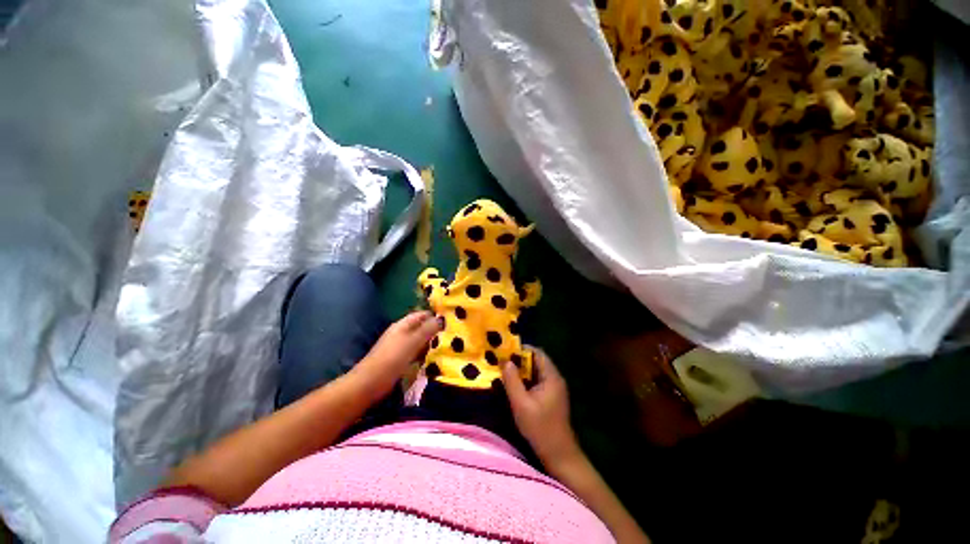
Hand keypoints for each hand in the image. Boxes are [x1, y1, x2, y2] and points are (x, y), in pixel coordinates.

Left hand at [355, 311, 441, 400]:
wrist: (370, 382)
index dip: (434, 315)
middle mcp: (401, 333)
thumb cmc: (393, 358)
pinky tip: (432, 358)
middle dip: (434, 330)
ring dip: (430, 342)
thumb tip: (442, 319)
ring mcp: (399, 346)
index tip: (450, 320)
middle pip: (420, 327)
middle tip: (451, 335)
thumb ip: (428, 329)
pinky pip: (415, 352)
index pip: (421, 314)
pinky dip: (423, 353)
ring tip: (446, 346)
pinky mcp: (399, 359)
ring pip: (418, 340)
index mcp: (403, 325)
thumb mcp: (413, 341)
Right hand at [503, 348, 580, 468]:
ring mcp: (553, 387)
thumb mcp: (521, 404)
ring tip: (504, 370)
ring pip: (535, 371)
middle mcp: (554, 378)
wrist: (558, 454)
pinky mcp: (550, 396)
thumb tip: (505, 360)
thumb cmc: (540, 428)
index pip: (537, 353)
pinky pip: (536, 381)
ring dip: (521, 370)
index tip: (505, 351)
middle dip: (519, 359)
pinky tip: (513, 384)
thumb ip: (512, 381)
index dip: (521, 349)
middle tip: (501, 360)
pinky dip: (525, 379)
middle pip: (536, 361)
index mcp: (551, 376)